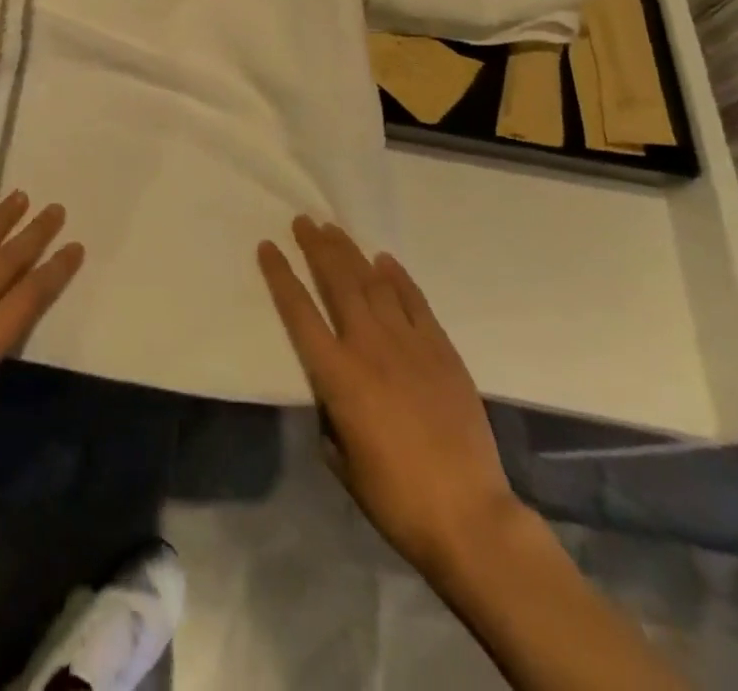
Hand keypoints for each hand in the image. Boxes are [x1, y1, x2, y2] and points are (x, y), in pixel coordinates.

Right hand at [258, 217, 520, 577]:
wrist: (469, 516)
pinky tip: (385, 261)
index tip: (268, 246)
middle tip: (304, 221)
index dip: (280, 275)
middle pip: (338, 283)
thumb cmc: (394, 496)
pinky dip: (398, 278)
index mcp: (337, 374)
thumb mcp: (341, 458)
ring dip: (351, 253)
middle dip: (317, 247)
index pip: (299, 311)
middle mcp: (369, 346)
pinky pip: (415, 302)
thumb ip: (330, 414)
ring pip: (374, 284)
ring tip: (334, 229)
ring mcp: (409, 344)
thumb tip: (331, 394)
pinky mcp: (442, 351)